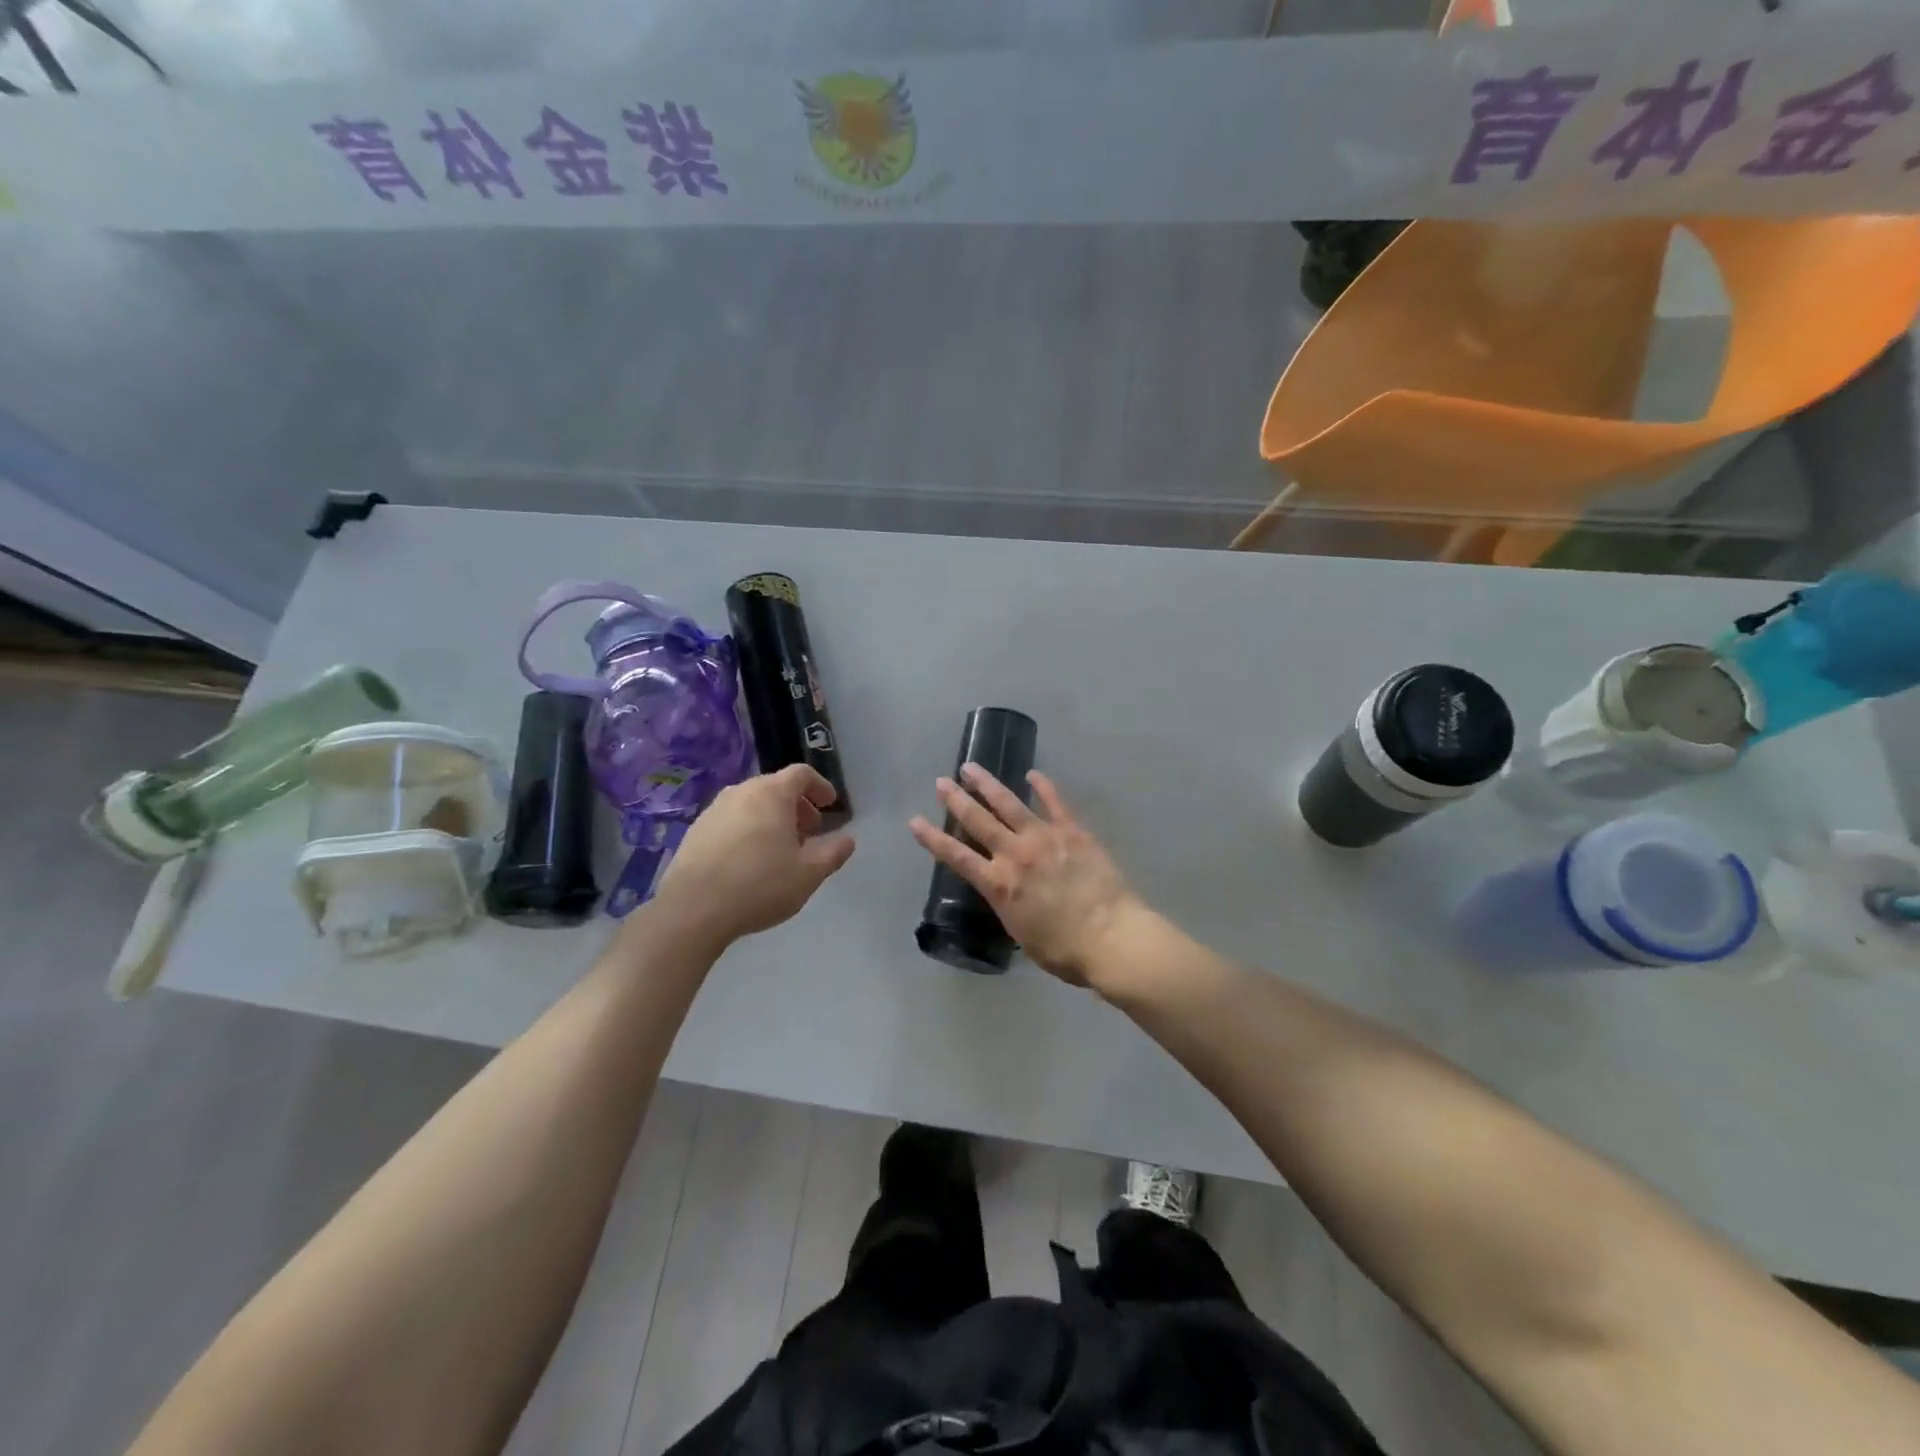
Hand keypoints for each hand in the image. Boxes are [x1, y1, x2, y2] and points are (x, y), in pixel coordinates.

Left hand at [654, 765, 855, 945]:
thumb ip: (833, 853)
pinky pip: (730, 820)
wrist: (693, 910)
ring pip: (750, 803)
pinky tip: (749, 860)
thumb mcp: (808, 874)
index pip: (801, 774)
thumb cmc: (760, 885)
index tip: (830, 805)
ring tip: (780, 848)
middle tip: (809, 831)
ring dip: (771, 817)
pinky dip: (747, 829)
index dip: (820, 786)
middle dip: (796, 805)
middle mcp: (740, 792)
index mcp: (771, 794)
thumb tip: (847, 840)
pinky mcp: (695, 831)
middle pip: (775, 787)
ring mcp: (713, 810)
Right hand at [909, 765, 1138, 986]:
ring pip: (1009, 803)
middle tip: (941, 781)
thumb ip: (1009, 907)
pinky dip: (1043, 786)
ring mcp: (1044, 838)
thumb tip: (1006, 894)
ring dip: (988, 784)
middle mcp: (1015, 854)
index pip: (956, 856)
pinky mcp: (1073, 832)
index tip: (915, 821)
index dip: (933, 839)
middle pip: (978, 821)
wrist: (1111, 937)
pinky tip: (1033, 774)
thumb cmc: (1064, 950)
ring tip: (971, 768)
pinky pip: (1055, 803)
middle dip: (956, 800)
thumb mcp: (1022, 933)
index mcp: (999, 884)